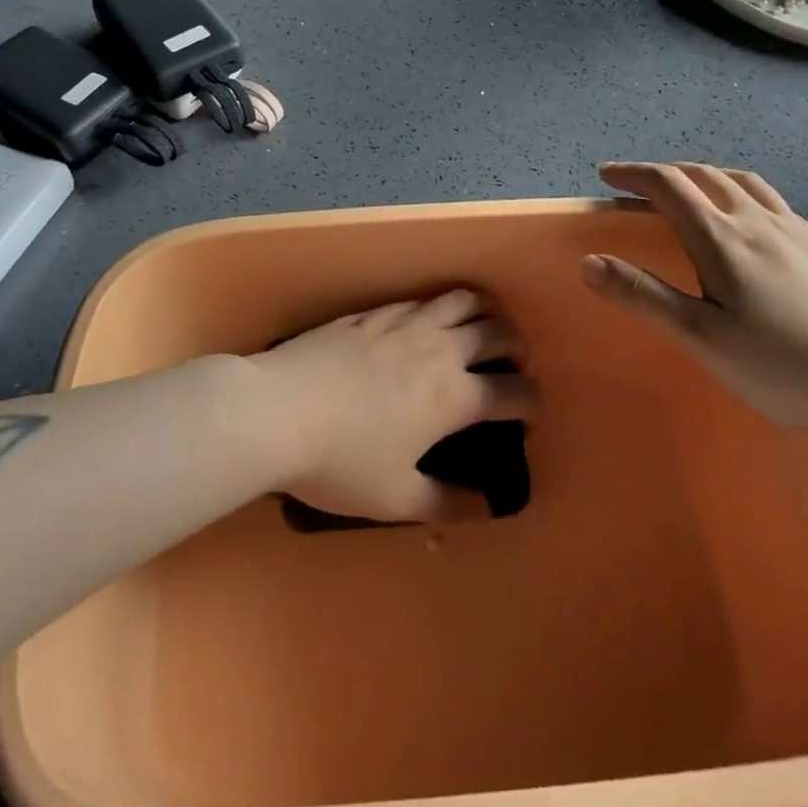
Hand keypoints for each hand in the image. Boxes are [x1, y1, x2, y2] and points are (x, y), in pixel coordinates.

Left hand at [247, 291, 538, 523]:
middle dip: (515, 345)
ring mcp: (402, 323)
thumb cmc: (340, 462)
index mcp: (453, 395)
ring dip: (481, 312)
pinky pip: (417, 300)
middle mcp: (437, 349)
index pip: (514, 390)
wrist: (276, 411)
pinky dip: (435, 308)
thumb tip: (487, 506)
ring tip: (479, 328)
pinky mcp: (370, 313)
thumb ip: (448, 502)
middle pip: (496, 331)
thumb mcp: (396, 499)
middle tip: (511, 363)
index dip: (531, 402)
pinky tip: (423, 323)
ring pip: (459, 300)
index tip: (528, 415)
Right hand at [581, 161, 807, 433]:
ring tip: (691, 189)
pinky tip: (751, 221)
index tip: (607, 175)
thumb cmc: (784, 367)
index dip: (634, 174)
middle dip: (666, 173)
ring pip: (743, 182)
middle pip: (706, 176)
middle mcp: (758, 222)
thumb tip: (588, 261)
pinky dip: (743, 193)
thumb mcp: (702, 338)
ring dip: (706, 176)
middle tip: (639, 184)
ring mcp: (797, 232)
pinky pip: (773, 201)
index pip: (669, 186)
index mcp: (722, 239)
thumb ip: (643, 296)